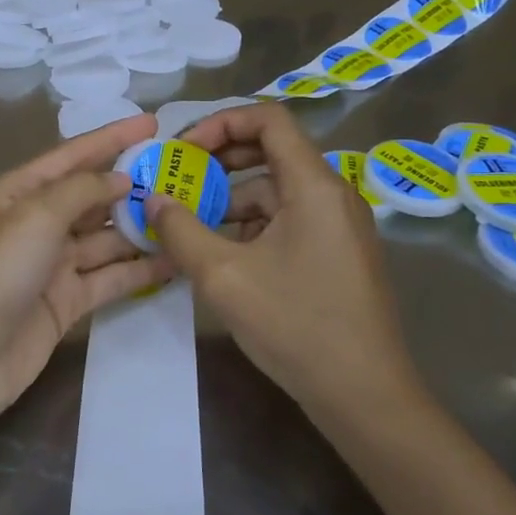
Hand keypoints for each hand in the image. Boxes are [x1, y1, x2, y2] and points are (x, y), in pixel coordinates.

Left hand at [0, 113, 171, 431]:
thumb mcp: (33, 217)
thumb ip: (80, 190)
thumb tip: (118, 178)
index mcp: (15, 194)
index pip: (70, 156)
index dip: (110, 138)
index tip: (153, 123)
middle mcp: (33, 224)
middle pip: (89, 197)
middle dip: (131, 185)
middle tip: (184, 176)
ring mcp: (50, 266)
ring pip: (103, 239)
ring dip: (140, 228)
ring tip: (190, 216)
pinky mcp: (65, 302)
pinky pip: (108, 277)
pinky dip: (138, 269)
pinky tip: (174, 260)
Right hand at [147, 103, 422, 424]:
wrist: (364, 396)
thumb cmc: (296, 326)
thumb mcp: (224, 276)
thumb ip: (180, 229)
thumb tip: (152, 198)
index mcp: (314, 186)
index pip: (268, 118)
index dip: (219, 122)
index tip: (182, 151)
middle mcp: (332, 194)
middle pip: (270, 151)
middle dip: (217, 161)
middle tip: (175, 182)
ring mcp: (337, 226)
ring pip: (274, 191)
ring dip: (228, 199)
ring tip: (186, 224)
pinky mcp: (334, 253)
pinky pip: (285, 220)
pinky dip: (249, 226)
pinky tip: (218, 253)